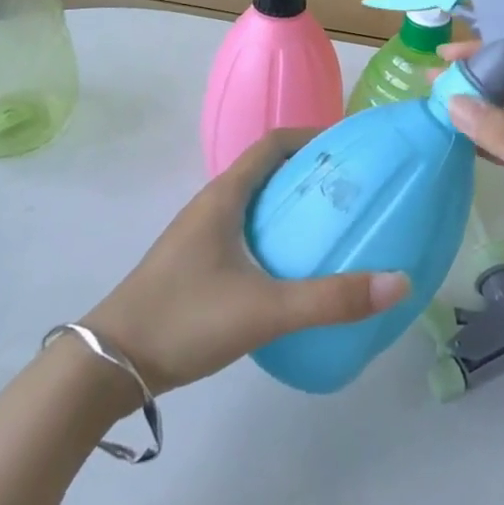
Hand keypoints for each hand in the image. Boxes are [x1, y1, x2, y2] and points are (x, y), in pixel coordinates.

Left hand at [81, 129, 409, 396]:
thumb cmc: (184, 319)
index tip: (350, 147)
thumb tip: (398, 282)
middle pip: (267, 171)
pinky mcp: (195, 266)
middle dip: (309, 174)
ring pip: (255, 204)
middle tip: (352, 190)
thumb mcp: (264, 309)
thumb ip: (330, 299)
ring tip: (331, 226)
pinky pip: (245, 233)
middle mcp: (212, 205)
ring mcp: (200, 236)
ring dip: (291, 207)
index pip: (273, 143)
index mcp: (225, 195)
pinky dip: (274, 236)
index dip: (312, 136)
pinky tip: (292, 270)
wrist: (106, 368)